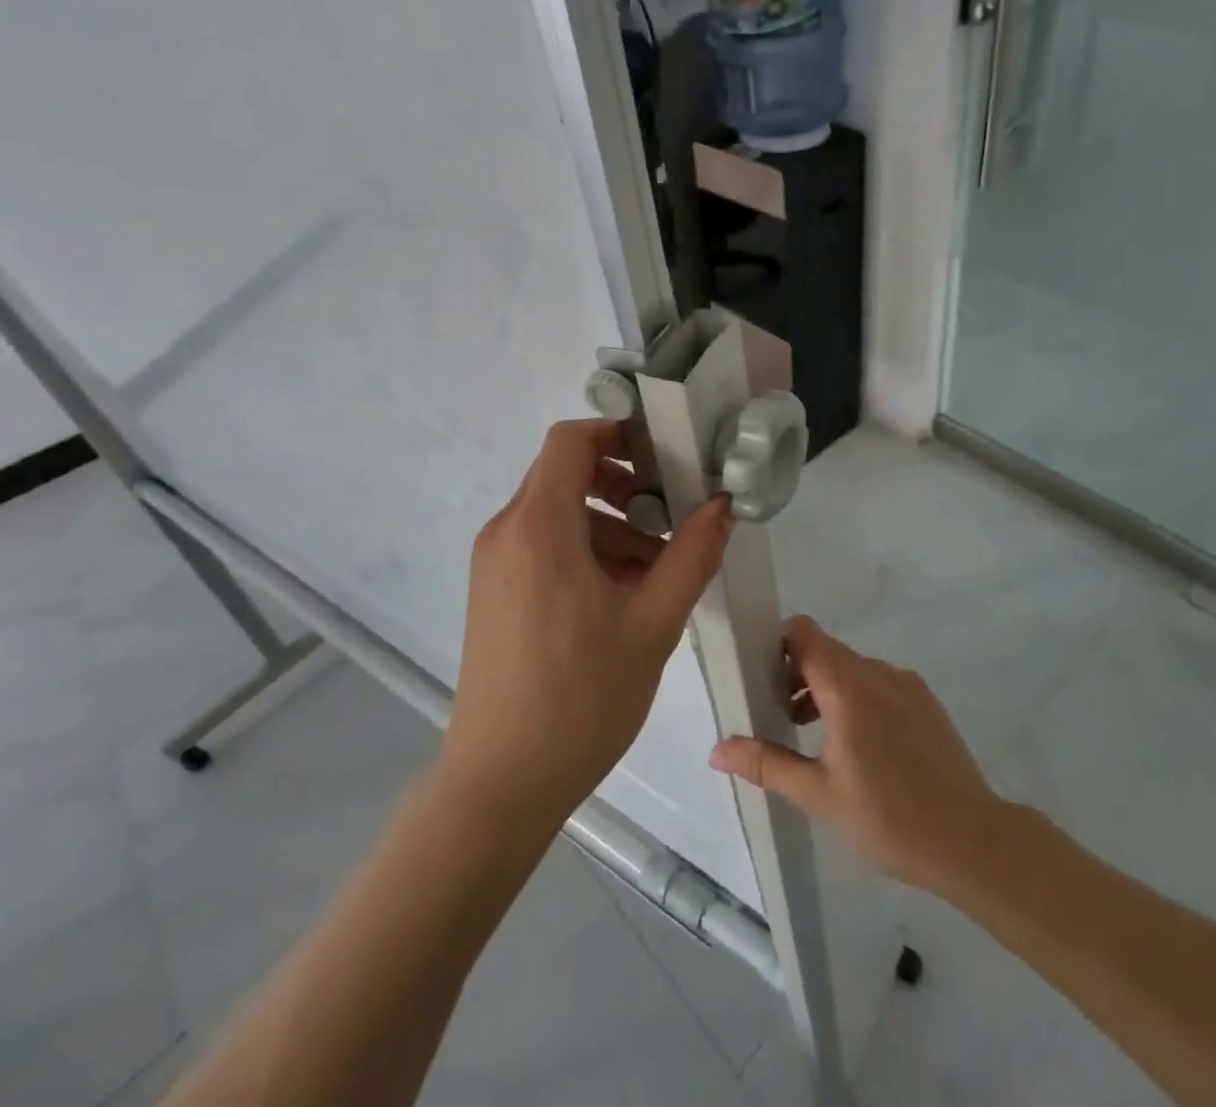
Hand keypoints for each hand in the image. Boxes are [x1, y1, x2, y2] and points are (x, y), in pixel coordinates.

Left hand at [443, 419, 734, 829]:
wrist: (500, 785)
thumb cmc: (580, 701)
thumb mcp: (652, 625)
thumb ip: (691, 556)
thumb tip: (722, 504)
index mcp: (539, 527)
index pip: (570, 439)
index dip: (618, 432)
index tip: (664, 455)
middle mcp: (507, 532)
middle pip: (565, 473)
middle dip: (622, 483)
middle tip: (669, 516)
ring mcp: (494, 563)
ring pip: (558, 512)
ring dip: (609, 523)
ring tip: (655, 570)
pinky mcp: (494, 591)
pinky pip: (543, 545)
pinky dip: (585, 550)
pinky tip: (621, 596)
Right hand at [708, 616, 1000, 894]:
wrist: (973, 842)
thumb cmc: (888, 817)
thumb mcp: (818, 796)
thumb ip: (766, 764)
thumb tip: (716, 749)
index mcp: (847, 686)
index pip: (803, 632)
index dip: (778, 646)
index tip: (764, 681)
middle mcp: (876, 671)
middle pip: (824, 650)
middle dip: (797, 674)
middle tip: (783, 719)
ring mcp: (906, 684)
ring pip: (852, 668)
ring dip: (827, 689)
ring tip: (818, 740)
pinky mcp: (926, 701)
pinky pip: (879, 683)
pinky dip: (858, 699)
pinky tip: (863, 749)